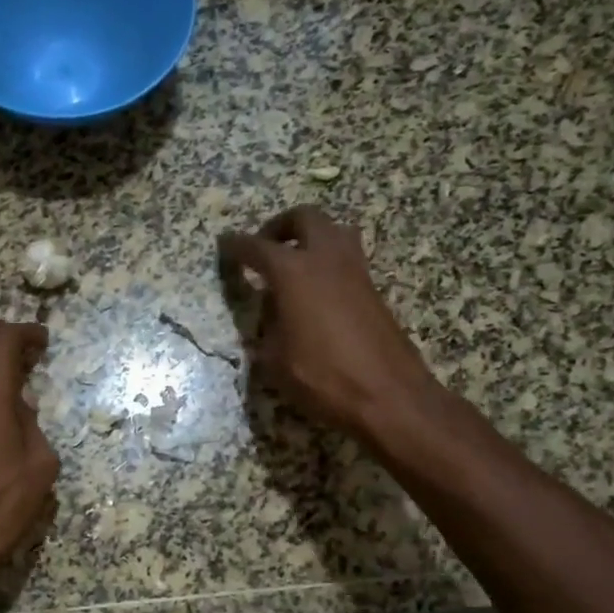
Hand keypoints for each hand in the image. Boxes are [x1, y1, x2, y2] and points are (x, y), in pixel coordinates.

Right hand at [218, 206, 444, 447]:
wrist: (388, 394)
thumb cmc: (323, 377)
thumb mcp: (276, 360)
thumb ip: (268, 329)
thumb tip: (272, 314)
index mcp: (294, 272)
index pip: (258, 248)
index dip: (237, 246)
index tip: (225, 245)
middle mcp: (326, 259)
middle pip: (304, 218)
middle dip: (281, 226)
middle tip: (265, 247)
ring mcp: (355, 271)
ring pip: (333, 231)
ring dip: (311, 237)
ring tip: (294, 263)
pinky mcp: (373, 289)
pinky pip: (346, 258)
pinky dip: (327, 261)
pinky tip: (316, 291)